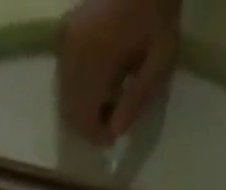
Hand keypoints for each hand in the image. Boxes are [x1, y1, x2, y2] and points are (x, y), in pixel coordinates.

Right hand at [57, 0, 180, 143]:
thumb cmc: (159, 9)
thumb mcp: (161, 57)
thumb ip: (137, 98)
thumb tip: (115, 132)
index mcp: (94, 56)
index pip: (83, 115)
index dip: (95, 134)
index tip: (112, 139)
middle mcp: (72, 49)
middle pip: (69, 108)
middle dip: (87, 124)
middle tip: (110, 125)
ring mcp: (66, 38)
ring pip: (64, 94)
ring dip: (82, 108)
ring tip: (108, 104)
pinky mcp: (65, 30)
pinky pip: (65, 75)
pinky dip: (78, 89)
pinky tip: (99, 83)